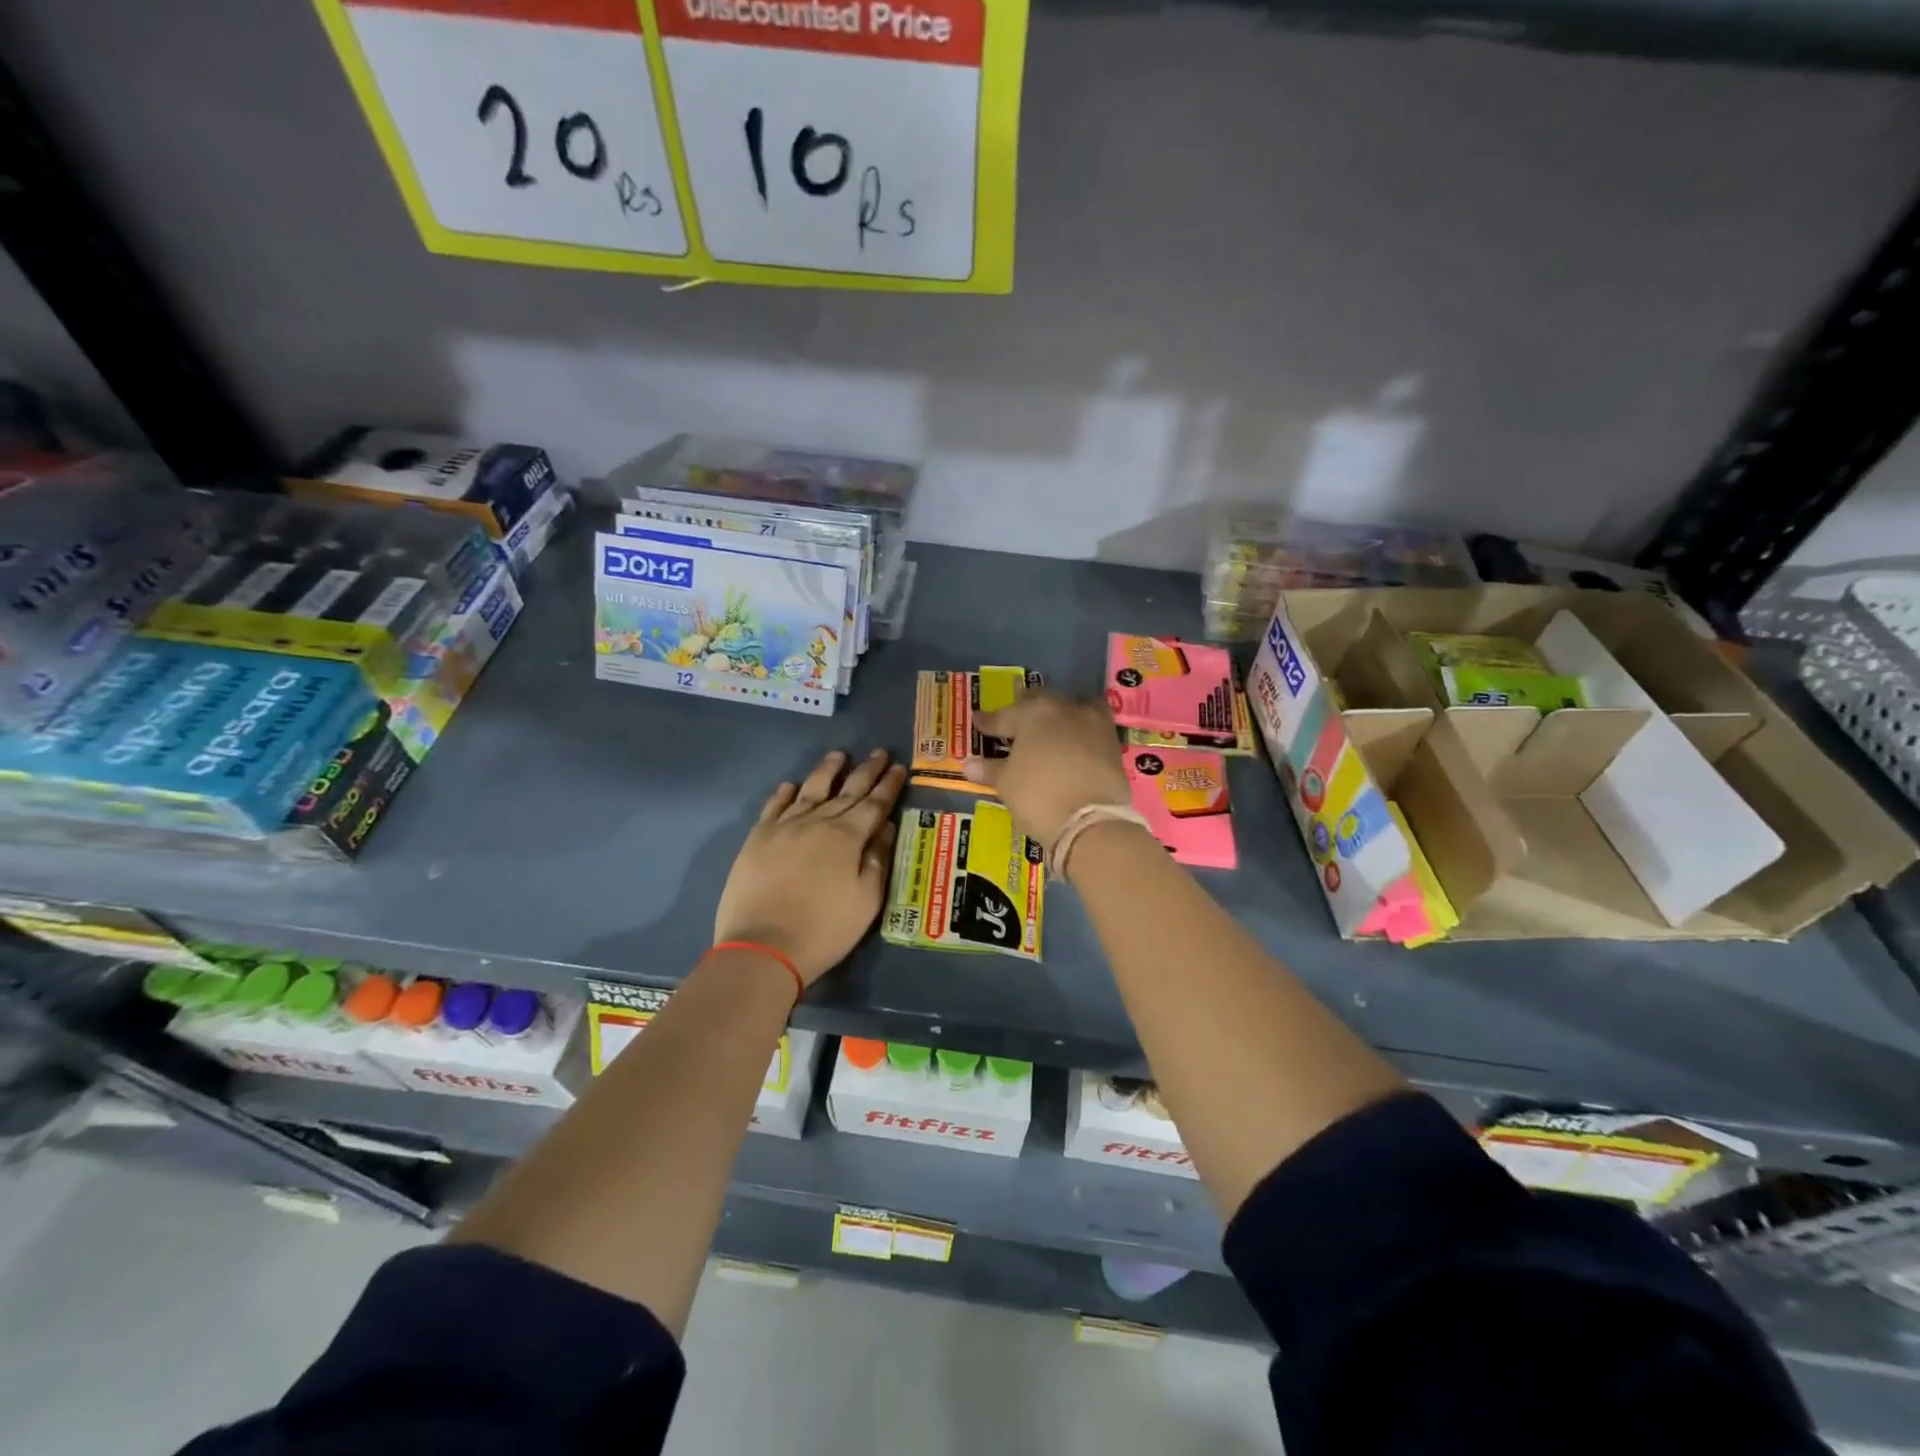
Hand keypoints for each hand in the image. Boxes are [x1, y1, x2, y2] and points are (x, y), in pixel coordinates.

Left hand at [714, 749, 906, 982]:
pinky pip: (774, 806)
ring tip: (838, 755)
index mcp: (847, 837)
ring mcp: (784, 827)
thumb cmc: (824, 929)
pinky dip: (785, 793)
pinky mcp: (757, 839)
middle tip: (878, 752)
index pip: (874, 804)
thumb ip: (877, 860)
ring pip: (810, 789)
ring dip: (827, 771)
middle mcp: (817, 822)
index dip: (888, 785)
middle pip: (846, 790)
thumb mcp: (866, 901)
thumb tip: (885, 827)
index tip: (898, 767)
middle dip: (865, 771)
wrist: (763, 947)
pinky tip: (791, 785)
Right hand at [963, 693, 1131, 849]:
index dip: (989, 721)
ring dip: (1059, 715)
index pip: (1005, 716)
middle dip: (1025, 710)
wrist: (1092, 821)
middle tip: (1014, 721)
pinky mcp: (1113, 743)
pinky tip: (1072, 745)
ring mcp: (1094, 724)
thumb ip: (989, 769)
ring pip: (1072, 709)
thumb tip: (968, 763)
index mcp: (1034, 713)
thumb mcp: (1007, 783)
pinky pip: (1091, 728)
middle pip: (1041, 702)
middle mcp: (1066, 709)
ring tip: (1049, 728)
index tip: (978, 722)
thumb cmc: (1038, 796)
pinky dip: (1079, 733)